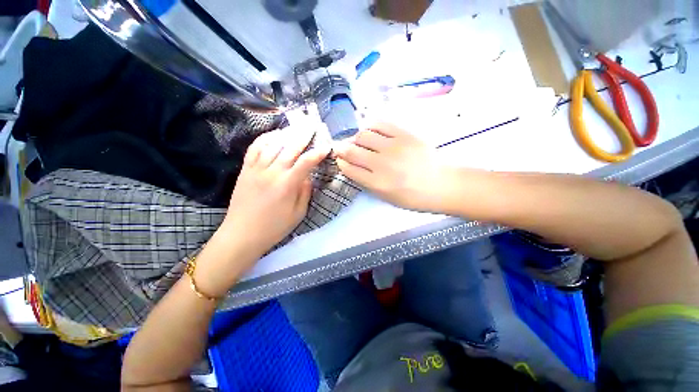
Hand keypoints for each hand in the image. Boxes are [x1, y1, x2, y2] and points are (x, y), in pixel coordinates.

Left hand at [224, 127, 329, 254]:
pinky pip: (254, 148)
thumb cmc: (274, 227)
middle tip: (312, 126)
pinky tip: (273, 135)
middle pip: (290, 148)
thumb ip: (305, 192)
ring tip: (295, 128)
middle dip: (303, 135)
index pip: (306, 162)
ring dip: (286, 134)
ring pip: (272, 144)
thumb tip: (308, 176)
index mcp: (287, 184)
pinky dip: (264, 138)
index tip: (326, 147)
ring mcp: (256, 169)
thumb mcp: (298, 214)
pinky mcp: (245, 170)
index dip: (318, 153)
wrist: (242, 234)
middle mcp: (272, 172)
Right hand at [334, 123, 454, 212]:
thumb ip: (367, 182)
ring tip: (358, 141)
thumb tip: (352, 166)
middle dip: (341, 149)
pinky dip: (370, 126)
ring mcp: (394, 147)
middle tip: (340, 148)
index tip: (340, 160)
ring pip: (363, 135)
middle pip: (352, 151)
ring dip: (355, 138)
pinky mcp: (405, 135)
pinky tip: (370, 131)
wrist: (441, 185)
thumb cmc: (412, 197)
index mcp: (378, 184)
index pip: (350, 169)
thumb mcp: (386, 197)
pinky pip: (380, 124)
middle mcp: (382, 164)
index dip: (341, 163)